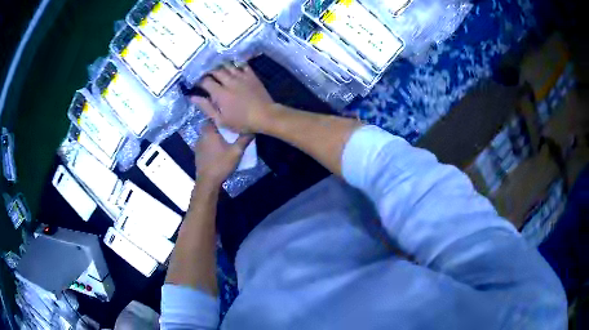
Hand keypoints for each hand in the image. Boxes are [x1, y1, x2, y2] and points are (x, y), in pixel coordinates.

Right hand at [191, 63, 274, 132]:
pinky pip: (242, 65)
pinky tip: (233, 65)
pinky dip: (236, 64)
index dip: (199, 81)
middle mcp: (229, 81)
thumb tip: (193, 97)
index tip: (196, 83)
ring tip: (217, 68)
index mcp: (220, 93)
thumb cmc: (242, 122)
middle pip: (216, 71)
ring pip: (228, 66)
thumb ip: (206, 107)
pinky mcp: (252, 76)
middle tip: (206, 74)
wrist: (266, 116)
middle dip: (209, 71)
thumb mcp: (221, 120)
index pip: (205, 81)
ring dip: (221, 66)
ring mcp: (241, 77)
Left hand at [195, 122, 252, 186]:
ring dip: (215, 137)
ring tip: (226, 140)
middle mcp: (201, 136)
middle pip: (210, 127)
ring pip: (207, 136)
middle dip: (219, 128)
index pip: (213, 117)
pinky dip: (211, 145)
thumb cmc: (221, 164)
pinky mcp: (198, 154)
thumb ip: (244, 139)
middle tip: (230, 130)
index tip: (230, 119)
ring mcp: (198, 145)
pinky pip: (205, 144)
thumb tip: (252, 129)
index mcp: (208, 132)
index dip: (221, 117)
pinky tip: (219, 150)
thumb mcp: (236, 151)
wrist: (207, 181)